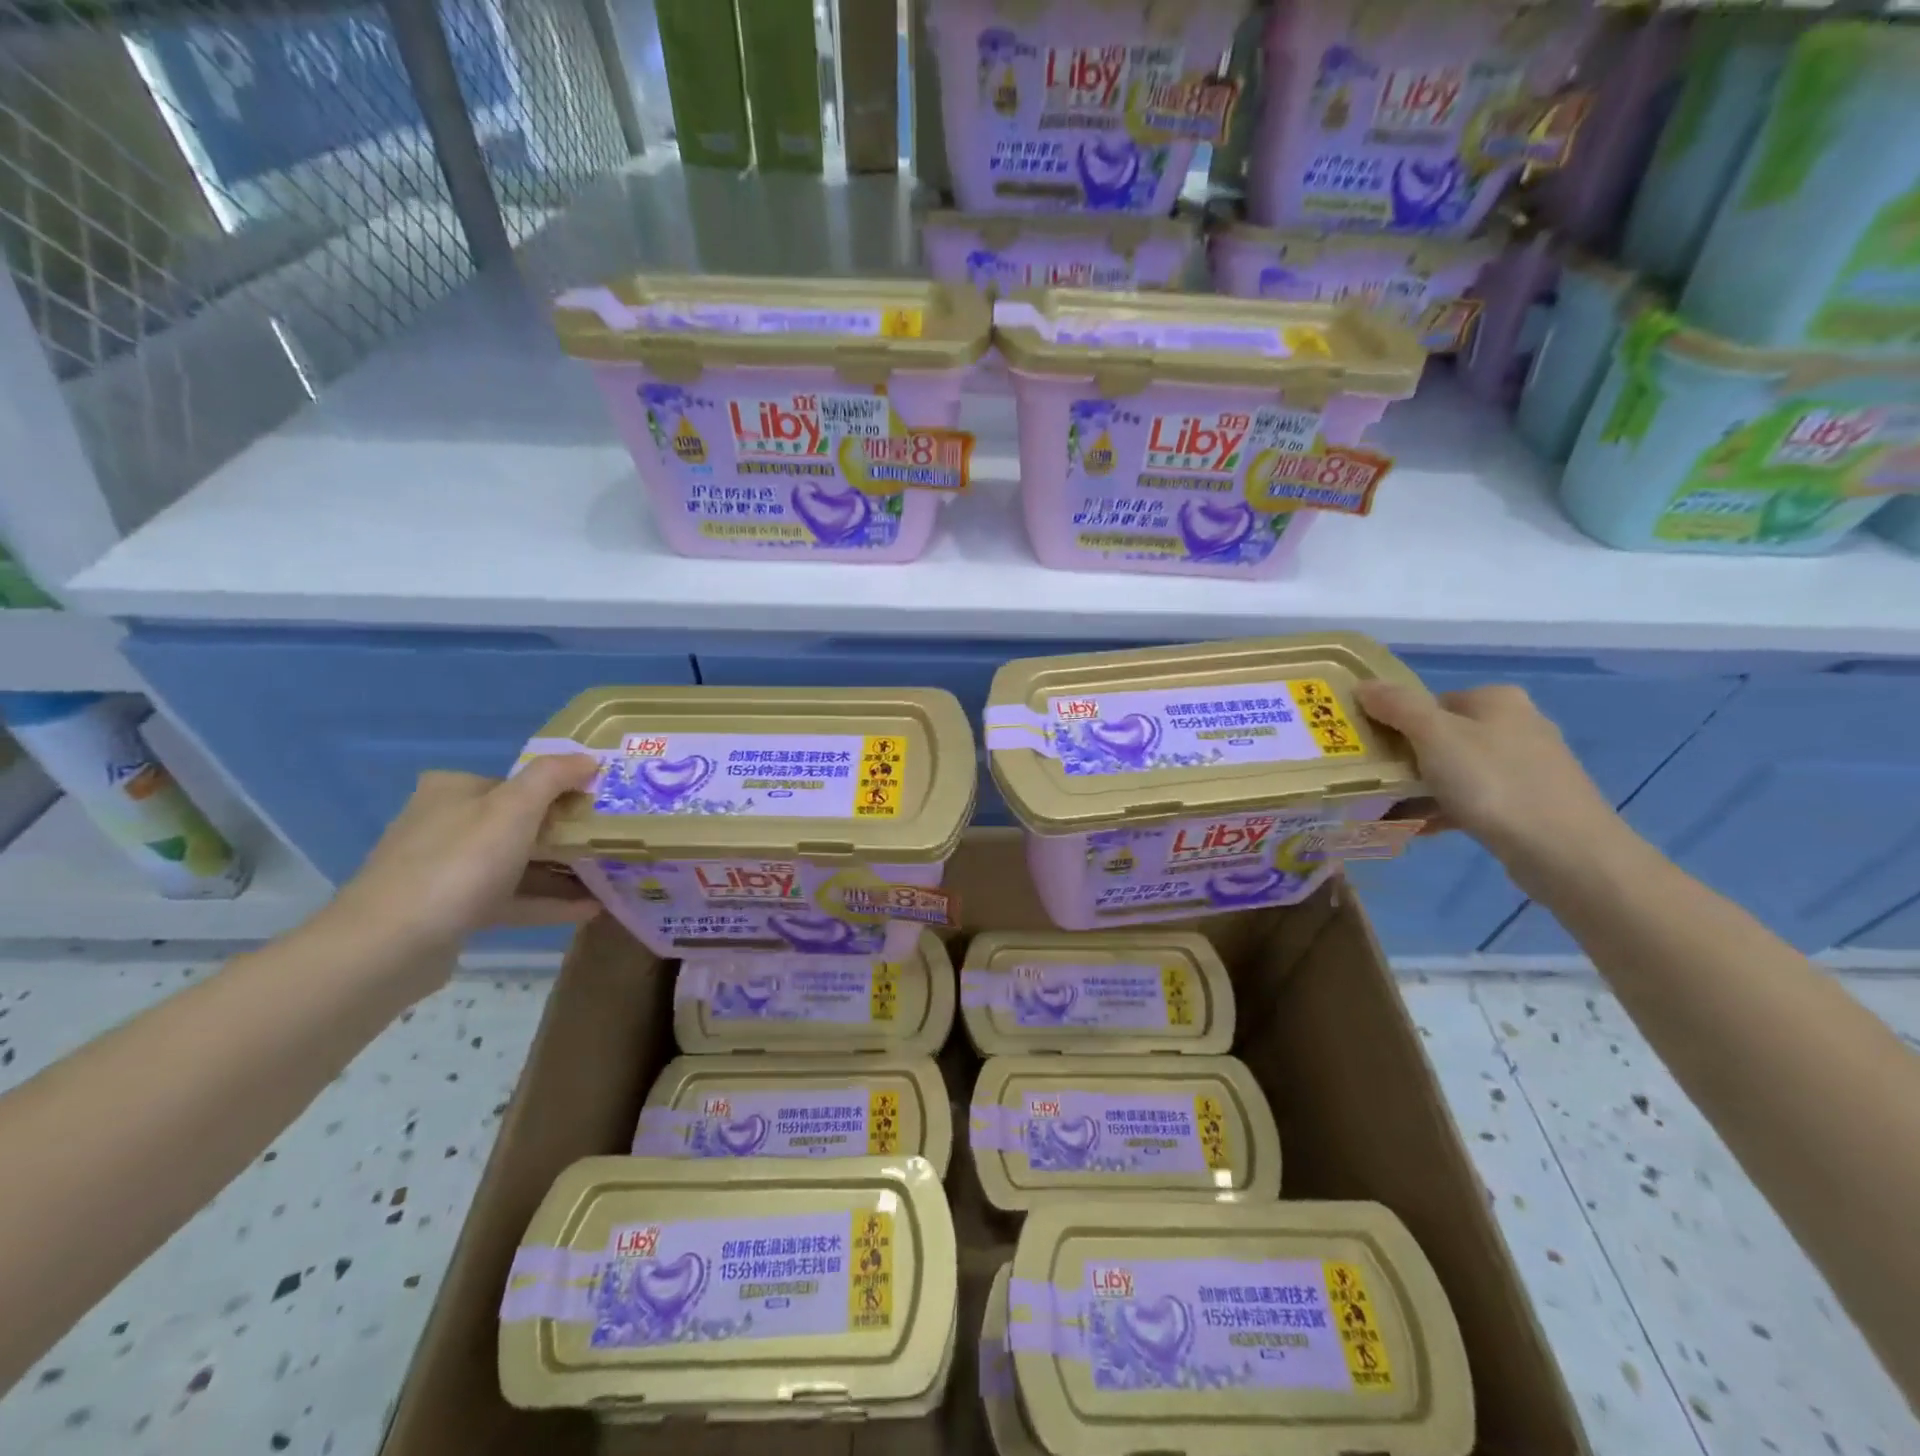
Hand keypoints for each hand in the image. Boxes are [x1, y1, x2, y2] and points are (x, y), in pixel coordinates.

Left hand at [321, 755, 601, 966]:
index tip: (601, 805)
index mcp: (453, 790)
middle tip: (611, 841)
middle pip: (519, 823)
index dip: (562, 791)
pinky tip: (590, 909)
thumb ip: (554, 776)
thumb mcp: (514, 808)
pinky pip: (511, 899)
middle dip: (566, 834)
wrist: (390, 945)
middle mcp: (445, 824)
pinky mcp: (452, 911)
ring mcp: (446, 870)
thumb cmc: (459, 863)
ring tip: (609, 877)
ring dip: (561, 871)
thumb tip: (589, 758)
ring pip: (517, 864)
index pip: (518, 783)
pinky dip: (547, 902)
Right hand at [1354, 681, 1619, 861]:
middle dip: (1405, 760)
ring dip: (1420, 789)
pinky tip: (1419, 829)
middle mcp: (1516, 725)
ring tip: (1388, 811)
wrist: (1566, 851)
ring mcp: (1526, 766)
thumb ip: (1396, 706)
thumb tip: (1362, 684)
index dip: (1395, 722)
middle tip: (1373, 782)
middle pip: (1441, 736)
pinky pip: (1473, 800)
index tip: (1369, 749)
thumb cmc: (1494, 783)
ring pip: (1455, 771)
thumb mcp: (1434, 736)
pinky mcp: (1529, 804)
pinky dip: (1443, 810)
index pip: (1430, 701)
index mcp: (1496, 700)